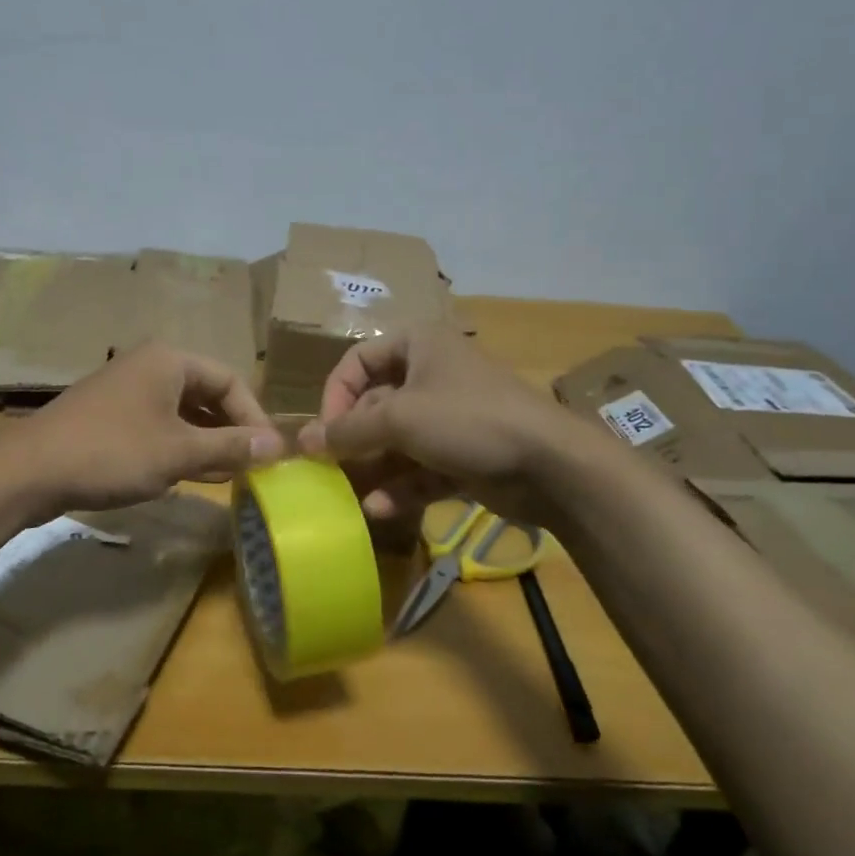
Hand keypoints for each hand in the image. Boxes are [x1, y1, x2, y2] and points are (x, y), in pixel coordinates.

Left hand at [0, 343, 284, 514]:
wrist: (29, 470)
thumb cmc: (112, 452)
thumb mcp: (178, 452)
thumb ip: (229, 446)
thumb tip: (277, 446)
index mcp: (170, 360)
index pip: (231, 380)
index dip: (254, 417)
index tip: (269, 455)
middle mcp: (150, 366)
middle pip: (207, 393)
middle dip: (230, 430)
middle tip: (251, 467)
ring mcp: (127, 390)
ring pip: (183, 412)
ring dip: (207, 442)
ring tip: (228, 475)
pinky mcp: (110, 415)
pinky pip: (158, 425)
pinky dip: (179, 446)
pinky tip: (191, 475)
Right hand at [297, 325, 591, 526]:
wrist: (552, 465)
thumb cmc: (468, 419)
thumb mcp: (399, 419)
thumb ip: (347, 430)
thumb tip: (302, 440)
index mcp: (418, 347)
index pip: (358, 360)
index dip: (335, 393)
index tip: (324, 430)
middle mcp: (431, 376)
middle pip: (375, 404)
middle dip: (352, 438)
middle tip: (328, 468)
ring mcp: (450, 419)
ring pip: (397, 441)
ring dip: (373, 467)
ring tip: (347, 494)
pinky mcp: (463, 456)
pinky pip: (421, 468)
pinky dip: (400, 486)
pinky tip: (378, 508)